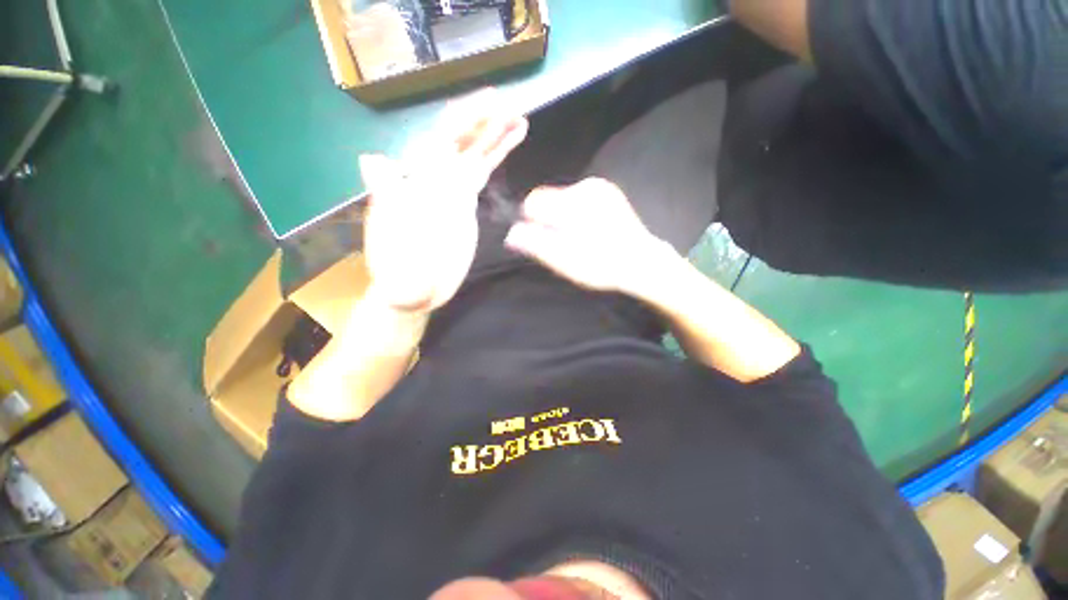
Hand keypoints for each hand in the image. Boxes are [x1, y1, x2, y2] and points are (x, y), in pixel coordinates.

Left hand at [359, 90, 527, 312]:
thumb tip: (372, 160)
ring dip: (496, 134)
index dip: (465, 120)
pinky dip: (497, 154)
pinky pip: (482, 171)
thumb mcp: (393, 244)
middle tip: (513, 106)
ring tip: (520, 117)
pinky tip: (512, 141)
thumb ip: (387, 204)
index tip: (490, 105)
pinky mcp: (465, 201)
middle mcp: (433, 178)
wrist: (416, 290)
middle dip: (485, 121)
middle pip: (461, 141)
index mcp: (416, 182)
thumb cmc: (400, 274)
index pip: (441, 140)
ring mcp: (451, 188)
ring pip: (475, 153)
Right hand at [504, 178, 673, 295]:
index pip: (533, 202)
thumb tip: (511, 233)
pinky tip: (589, 229)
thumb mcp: (565, 262)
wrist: (641, 261)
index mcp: (573, 205)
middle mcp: (585, 188)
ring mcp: (598, 186)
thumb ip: (537, 245)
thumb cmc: (601, 266)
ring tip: (579, 238)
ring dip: (562, 217)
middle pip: (547, 199)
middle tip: (564, 244)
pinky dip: (575, 212)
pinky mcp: (606, 189)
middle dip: (548, 220)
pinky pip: (577, 197)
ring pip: (562, 198)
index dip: (532, 222)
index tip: (543, 240)